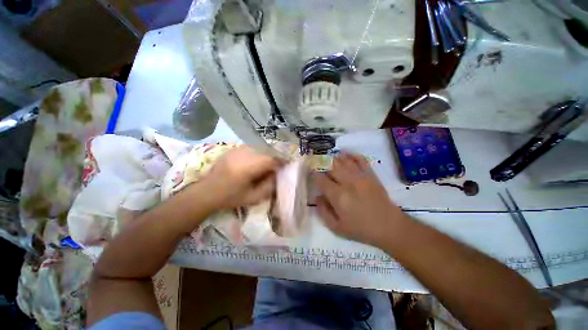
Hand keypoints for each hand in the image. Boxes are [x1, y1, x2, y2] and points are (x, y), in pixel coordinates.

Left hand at [203, 146, 281, 209]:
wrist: (207, 191)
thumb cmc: (230, 197)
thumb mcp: (253, 197)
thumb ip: (269, 187)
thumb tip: (278, 176)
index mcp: (248, 167)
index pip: (270, 159)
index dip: (282, 161)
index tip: (288, 164)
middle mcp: (243, 154)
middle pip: (266, 151)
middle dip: (276, 157)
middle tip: (280, 165)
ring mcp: (237, 149)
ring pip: (259, 147)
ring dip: (267, 154)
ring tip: (270, 162)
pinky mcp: (233, 149)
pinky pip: (252, 147)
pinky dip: (259, 152)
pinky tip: (258, 160)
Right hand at [314, 153, 406, 245]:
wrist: (389, 226)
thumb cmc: (361, 229)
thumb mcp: (337, 227)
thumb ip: (323, 211)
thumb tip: (316, 197)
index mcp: (338, 196)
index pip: (321, 180)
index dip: (314, 175)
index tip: (311, 175)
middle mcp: (348, 182)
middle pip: (331, 167)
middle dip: (322, 166)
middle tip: (319, 168)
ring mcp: (360, 176)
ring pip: (343, 161)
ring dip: (334, 159)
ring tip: (329, 160)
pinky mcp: (370, 174)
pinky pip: (360, 159)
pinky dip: (351, 155)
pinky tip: (345, 155)